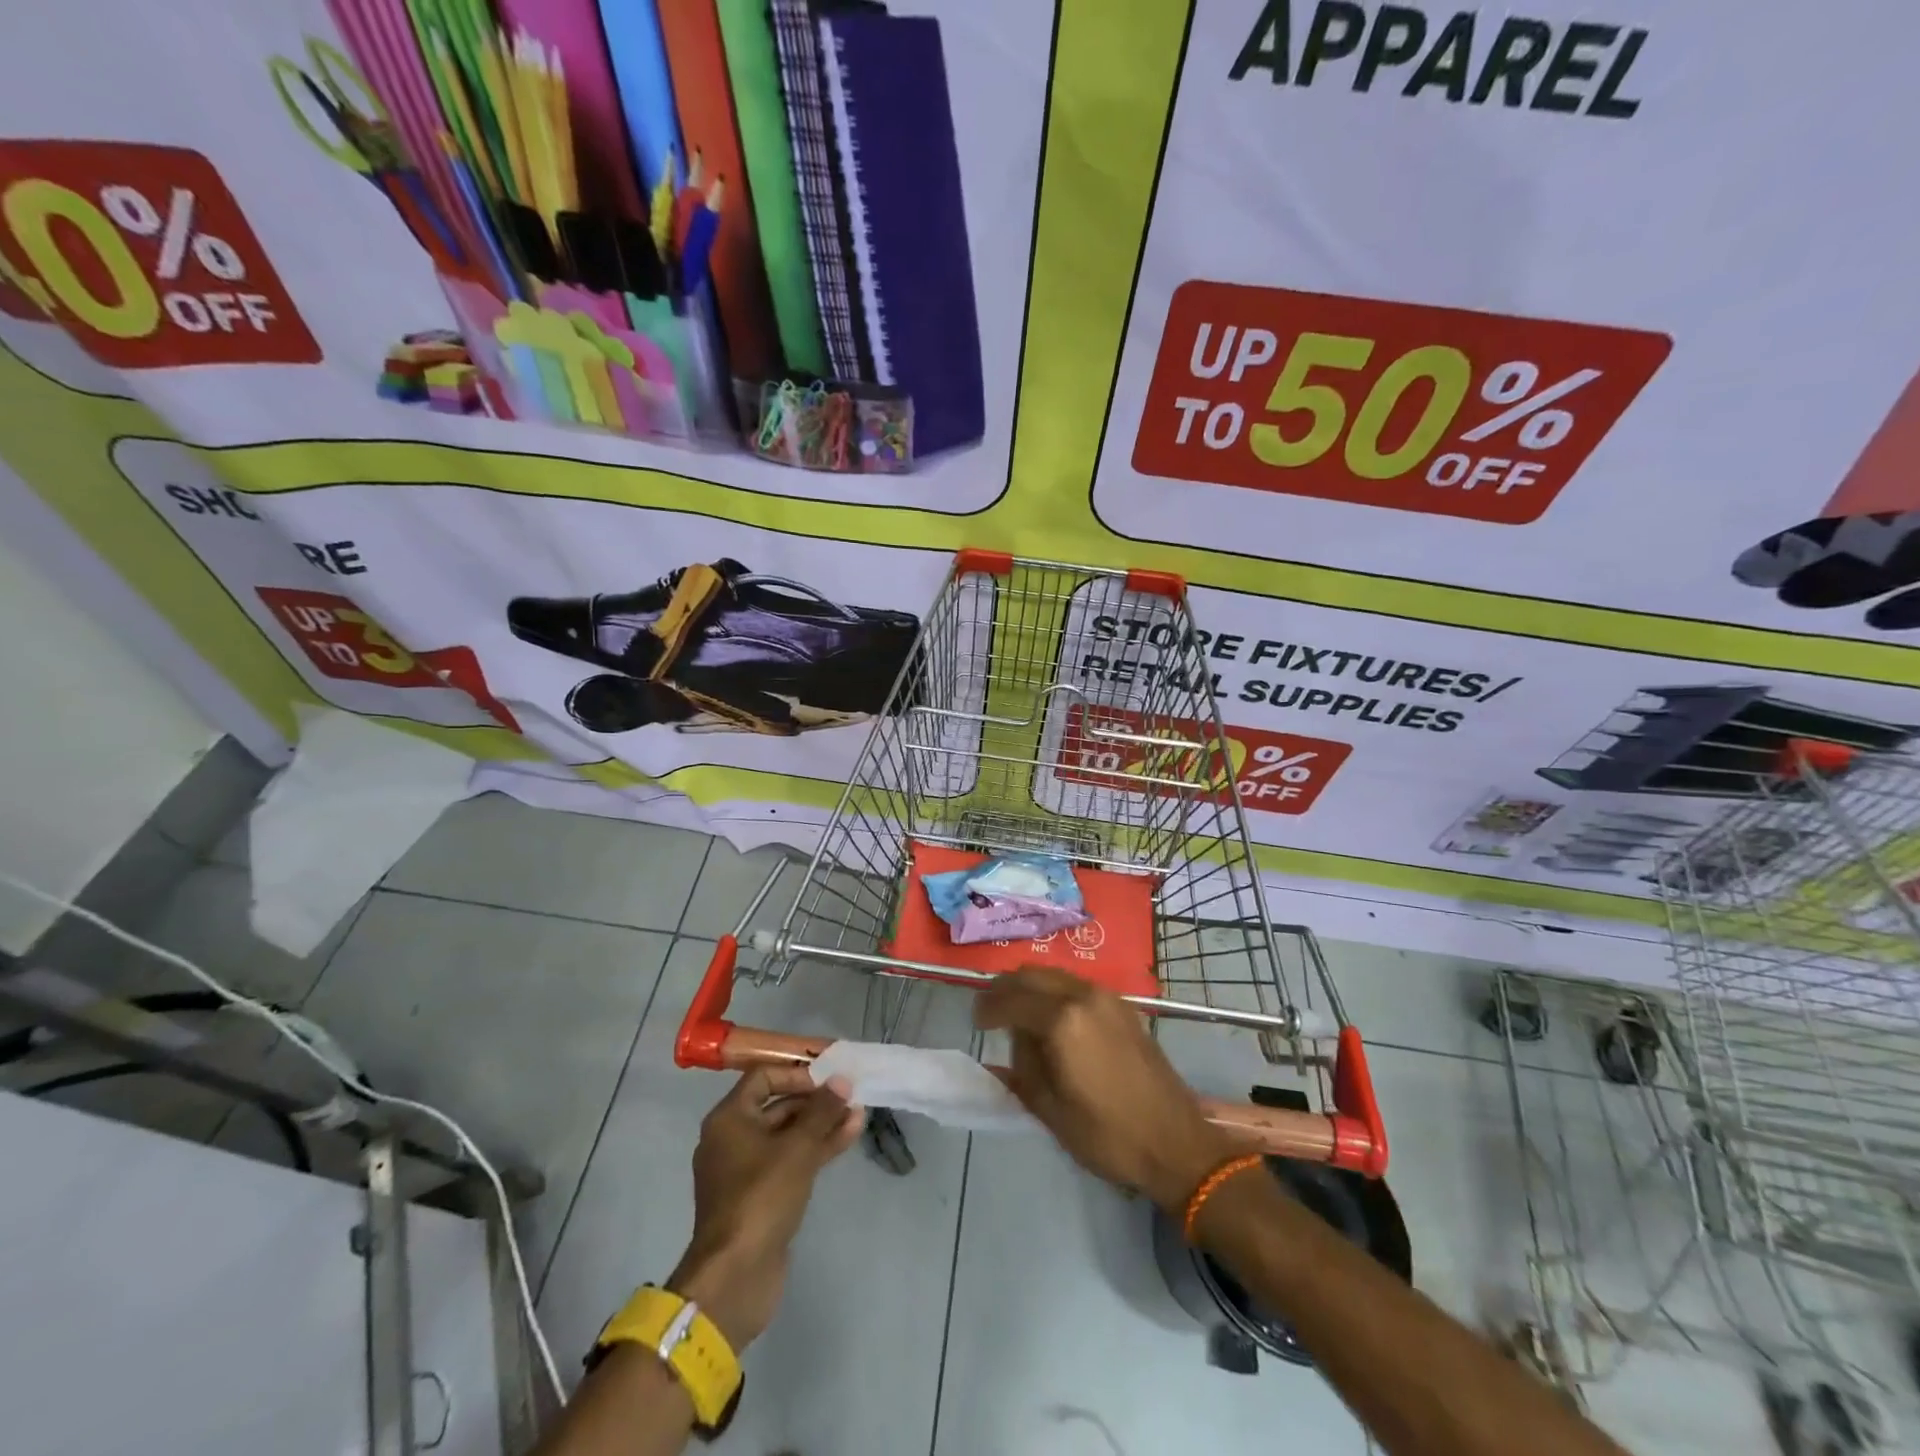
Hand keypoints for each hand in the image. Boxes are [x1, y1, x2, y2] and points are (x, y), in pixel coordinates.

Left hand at [667, 1067, 862, 1349]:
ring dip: (822, 1124)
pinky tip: (848, 1137)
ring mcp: (747, 1171)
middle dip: (816, 1100)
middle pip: (778, 1106)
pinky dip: (816, 1149)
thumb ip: (822, 1111)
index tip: (829, 1076)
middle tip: (851, 1095)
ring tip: (859, 1114)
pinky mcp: (762, 1197)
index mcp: (729, 1119)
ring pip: (788, 1136)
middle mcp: (733, 1139)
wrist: (735, 1278)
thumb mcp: (797, 1148)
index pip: (763, 1077)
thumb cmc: (761, 1198)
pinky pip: (790, 1161)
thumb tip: (842, 1081)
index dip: (797, 1073)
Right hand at [974, 966, 1235, 1210]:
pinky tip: (1051, 1018)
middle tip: (989, 1010)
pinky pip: (1076, 985)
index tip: (975, 1021)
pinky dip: (1055, 992)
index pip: (1011, 1000)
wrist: (1176, 1143)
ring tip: (1017, 1014)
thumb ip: (1022, 1070)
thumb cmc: (1108, 1135)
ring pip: (1055, 975)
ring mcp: (1107, 997)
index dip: (987, 1008)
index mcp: (1062, 1020)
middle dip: (1006, 989)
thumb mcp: (1051, 1111)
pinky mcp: (1123, 1007)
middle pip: (1032, 975)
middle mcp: (1083, 996)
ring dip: (1031, 987)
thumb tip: (1009, 1046)